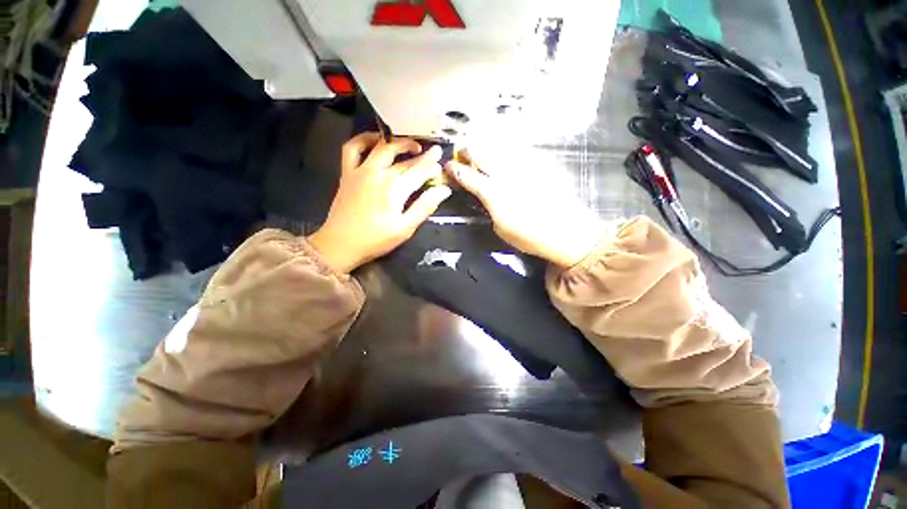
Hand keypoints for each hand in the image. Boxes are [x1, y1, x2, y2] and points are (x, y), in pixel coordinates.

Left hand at [308, 133, 451, 273]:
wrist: (340, 244)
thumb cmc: (373, 240)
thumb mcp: (404, 229)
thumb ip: (424, 207)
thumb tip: (443, 190)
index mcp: (395, 188)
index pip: (420, 170)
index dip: (432, 165)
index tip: (440, 163)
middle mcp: (379, 173)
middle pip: (403, 157)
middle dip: (420, 154)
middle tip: (430, 153)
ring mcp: (361, 170)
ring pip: (382, 146)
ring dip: (397, 141)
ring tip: (407, 145)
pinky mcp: (347, 172)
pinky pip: (353, 148)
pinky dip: (364, 139)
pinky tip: (375, 141)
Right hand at [446, 153, 604, 267]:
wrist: (567, 230)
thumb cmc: (532, 236)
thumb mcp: (501, 228)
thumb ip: (489, 207)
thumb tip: (484, 197)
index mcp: (492, 191)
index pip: (467, 175)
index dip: (454, 169)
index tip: (449, 166)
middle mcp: (505, 174)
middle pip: (481, 153)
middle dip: (468, 151)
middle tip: (464, 153)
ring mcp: (522, 166)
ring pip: (498, 148)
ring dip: (487, 148)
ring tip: (483, 150)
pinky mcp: (539, 164)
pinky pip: (519, 151)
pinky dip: (509, 150)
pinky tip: (508, 154)